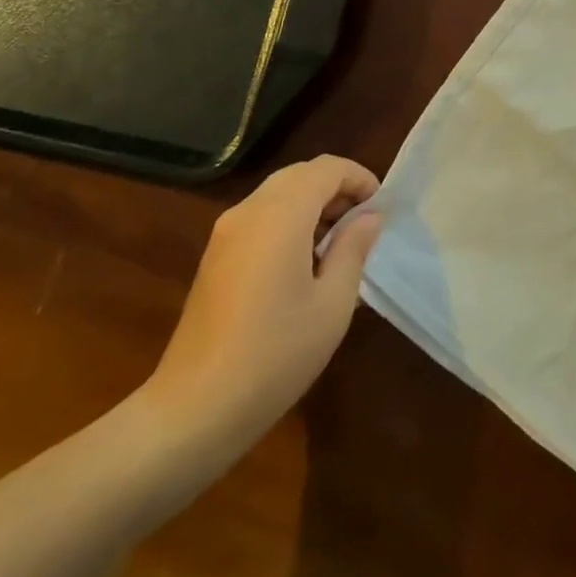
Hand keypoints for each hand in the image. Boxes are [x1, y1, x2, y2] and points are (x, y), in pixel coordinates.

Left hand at [142, 156, 383, 444]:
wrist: (195, 407)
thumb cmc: (275, 354)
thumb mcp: (332, 304)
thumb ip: (353, 249)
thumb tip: (370, 215)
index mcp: (280, 215)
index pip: (326, 168)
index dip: (358, 178)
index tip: (380, 208)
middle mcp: (249, 210)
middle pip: (300, 174)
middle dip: (336, 187)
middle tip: (363, 223)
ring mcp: (226, 231)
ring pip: (278, 193)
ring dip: (312, 202)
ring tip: (338, 243)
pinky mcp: (215, 255)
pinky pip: (260, 215)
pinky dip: (288, 219)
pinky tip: (303, 261)